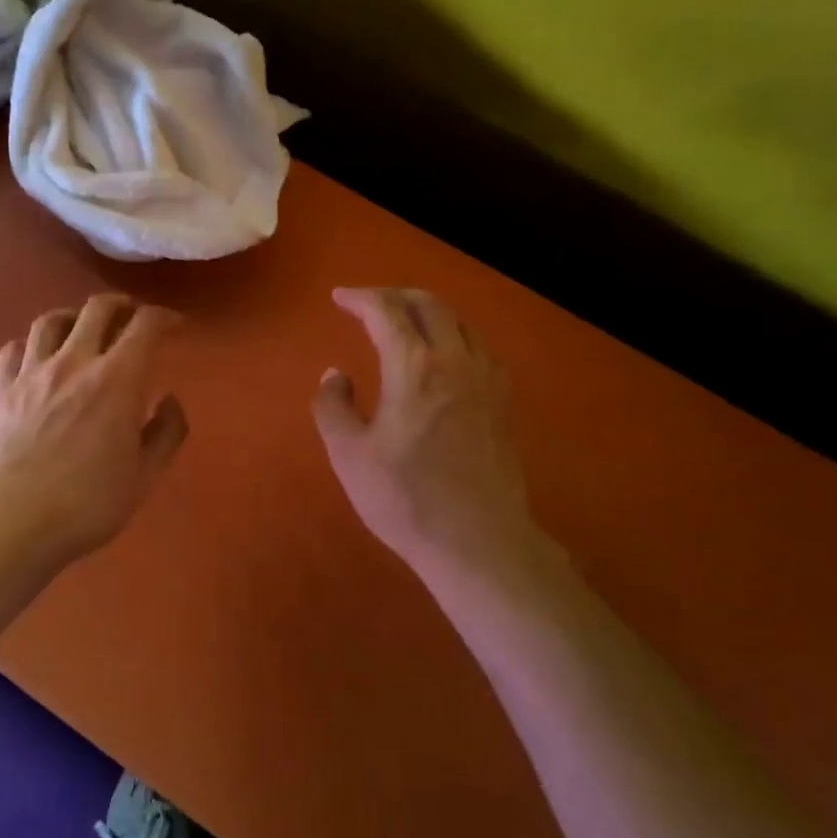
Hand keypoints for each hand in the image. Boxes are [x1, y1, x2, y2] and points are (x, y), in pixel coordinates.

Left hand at [0, 294, 188, 569]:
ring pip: (52, 320)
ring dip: (75, 316)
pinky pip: (15, 348)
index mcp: (117, 380)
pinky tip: (38, 358)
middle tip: (132, 316)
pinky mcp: (0, 389)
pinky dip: (33, 344)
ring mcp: (31, 373)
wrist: (10, 523)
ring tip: (83, 328)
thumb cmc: (88, 504)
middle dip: (122, 305)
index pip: (146, 326)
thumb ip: (166, 432)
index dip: (165, 318)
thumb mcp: (145, 476)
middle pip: (97, 309)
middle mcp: (74, 362)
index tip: (176, 326)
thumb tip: (169, 399)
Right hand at [314, 287, 541, 578]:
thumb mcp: (348, 455)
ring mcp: (487, 380)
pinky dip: (454, 336)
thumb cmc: (405, 499)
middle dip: (394, 296)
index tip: (339, 298)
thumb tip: (335, 375)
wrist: (478, 541)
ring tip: (404, 324)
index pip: (386, 312)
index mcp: (414, 367)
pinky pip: (479, 348)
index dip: (360, 298)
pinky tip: (445, 358)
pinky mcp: (503, 403)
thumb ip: (333, 406)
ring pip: (460, 323)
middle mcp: (456, 361)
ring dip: (428, 312)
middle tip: (368, 304)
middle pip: (429, 305)